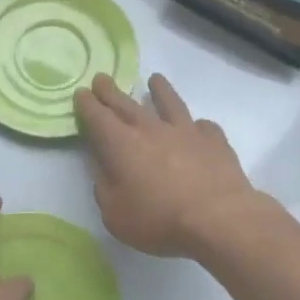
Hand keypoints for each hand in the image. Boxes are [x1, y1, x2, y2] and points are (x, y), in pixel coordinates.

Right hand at [74, 73, 266, 258]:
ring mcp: (186, 131)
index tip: (81, 93)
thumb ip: (105, 188)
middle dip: (111, 92)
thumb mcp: (115, 214)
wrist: (218, 218)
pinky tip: (198, 126)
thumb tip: (103, 169)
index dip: (87, 105)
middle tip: (102, 78)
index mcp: (122, 146)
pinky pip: (203, 126)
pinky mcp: (214, 141)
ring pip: (170, 104)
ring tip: (155, 79)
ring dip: (160, 90)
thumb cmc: (159, 221)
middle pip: (127, 105)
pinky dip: (197, 125)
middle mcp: (152, 130)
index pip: (98, 118)